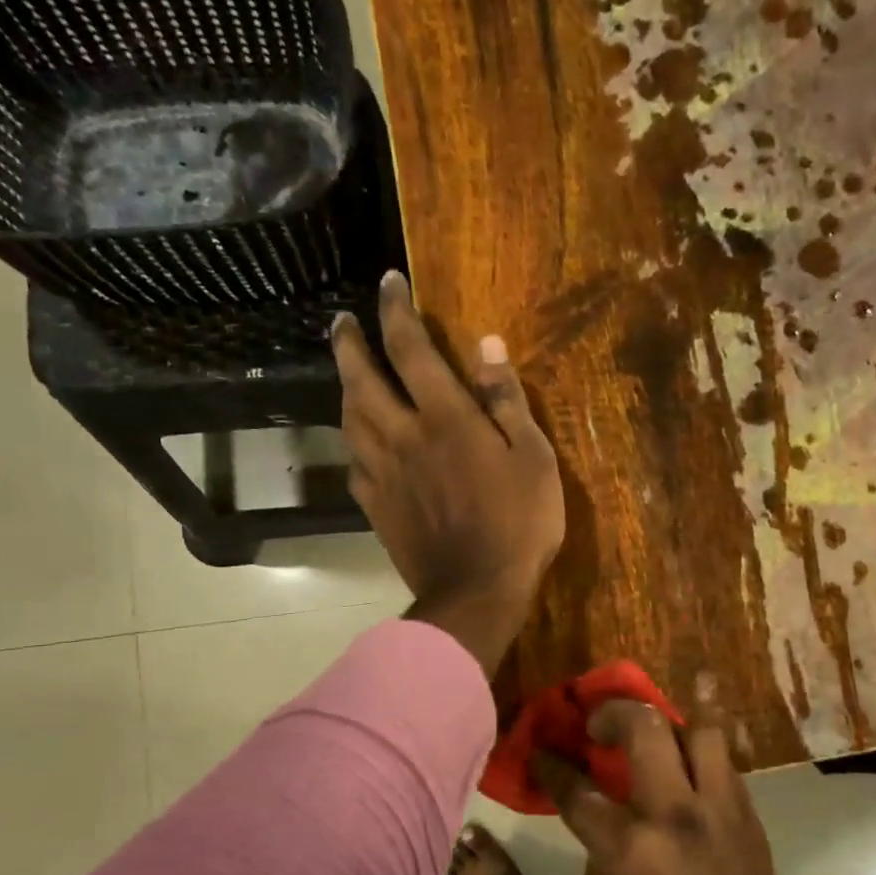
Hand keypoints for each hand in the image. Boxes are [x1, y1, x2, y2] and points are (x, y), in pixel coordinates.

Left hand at [332, 272, 564, 676]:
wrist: (477, 591)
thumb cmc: (519, 524)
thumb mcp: (534, 458)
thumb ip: (507, 400)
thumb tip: (488, 344)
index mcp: (445, 418)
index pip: (410, 348)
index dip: (396, 310)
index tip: (388, 283)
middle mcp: (403, 436)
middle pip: (362, 378)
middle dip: (349, 343)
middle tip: (342, 322)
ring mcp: (383, 473)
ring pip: (350, 419)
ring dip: (344, 388)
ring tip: (347, 374)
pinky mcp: (376, 507)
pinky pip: (353, 464)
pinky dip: (352, 443)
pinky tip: (357, 442)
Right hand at [533, 700, 808, 874]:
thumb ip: (596, 866)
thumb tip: (603, 834)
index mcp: (630, 850)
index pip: (579, 789)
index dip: (552, 766)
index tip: (541, 753)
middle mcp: (678, 816)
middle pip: (646, 728)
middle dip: (613, 714)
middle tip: (600, 727)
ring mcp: (723, 815)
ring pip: (700, 734)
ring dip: (670, 733)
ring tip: (656, 751)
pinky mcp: (753, 826)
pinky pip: (726, 771)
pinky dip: (701, 767)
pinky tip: (689, 789)